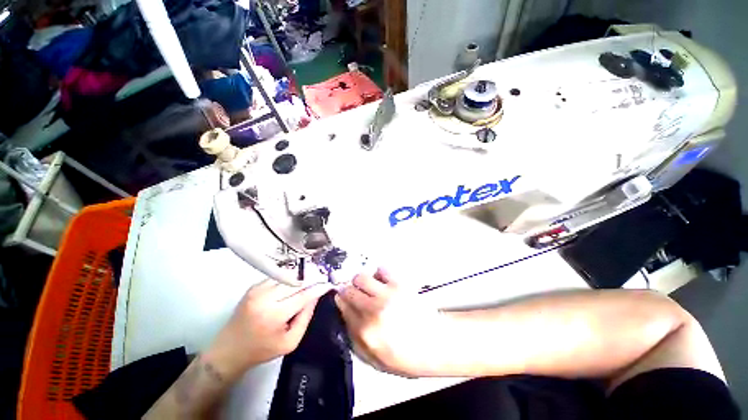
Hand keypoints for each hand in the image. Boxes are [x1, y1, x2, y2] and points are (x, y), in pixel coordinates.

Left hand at [206, 280, 332, 380]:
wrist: (229, 349)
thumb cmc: (262, 349)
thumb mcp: (290, 342)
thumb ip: (305, 317)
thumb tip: (316, 296)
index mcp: (275, 315)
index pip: (303, 295)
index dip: (318, 287)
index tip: (328, 283)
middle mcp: (265, 298)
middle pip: (296, 282)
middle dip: (311, 279)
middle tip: (321, 278)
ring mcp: (257, 290)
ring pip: (287, 277)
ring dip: (300, 278)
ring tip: (309, 280)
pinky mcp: (253, 287)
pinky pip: (277, 278)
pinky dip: (288, 280)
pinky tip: (292, 285)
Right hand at [335, 269, 447, 376]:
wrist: (434, 343)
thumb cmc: (404, 355)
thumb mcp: (375, 359)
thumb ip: (355, 339)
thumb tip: (344, 316)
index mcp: (365, 331)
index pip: (343, 308)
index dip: (341, 301)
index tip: (342, 299)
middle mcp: (372, 310)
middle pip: (349, 290)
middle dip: (348, 290)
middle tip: (355, 293)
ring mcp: (386, 295)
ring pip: (361, 277)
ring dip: (361, 281)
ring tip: (368, 287)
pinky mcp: (399, 284)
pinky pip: (381, 270)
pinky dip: (378, 274)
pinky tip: (383, 283)